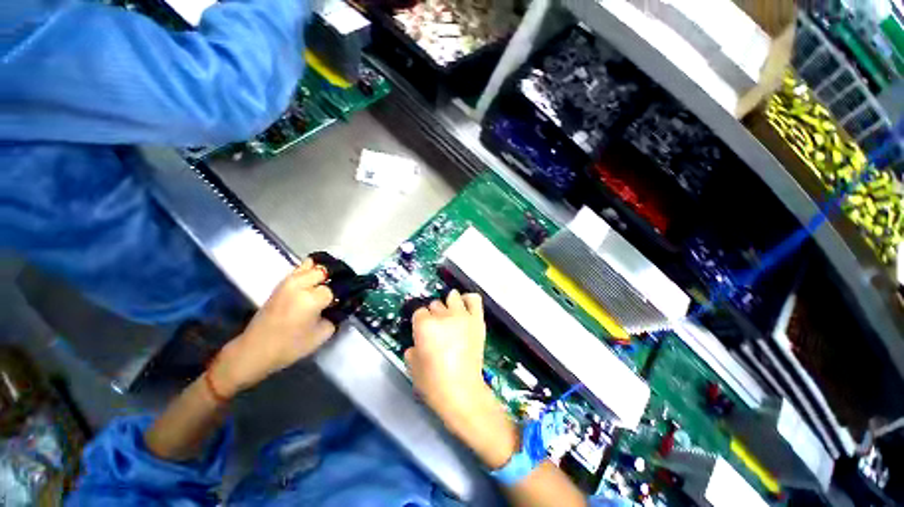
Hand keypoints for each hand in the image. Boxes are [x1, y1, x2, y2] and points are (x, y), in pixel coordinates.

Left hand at [211, 259, 335, 397]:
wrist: (255, 349)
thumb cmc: (290, 346)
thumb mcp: (323, 334)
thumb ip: (337, 315)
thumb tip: (346, 303)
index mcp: (311, 298)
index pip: (337, 287)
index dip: (347, 291)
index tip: (355, 295)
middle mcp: (300, 284)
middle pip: (326, 270)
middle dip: (338, 276)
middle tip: (345, 285)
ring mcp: (288, 281)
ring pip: (313, 264)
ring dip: (325, 270)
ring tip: (333, 280)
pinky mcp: (281, 283)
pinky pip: (301, 268)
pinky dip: (313, 270)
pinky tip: (319, 281)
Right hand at [405, 290, 517, 468]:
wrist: (462, 391)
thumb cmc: (433, 382)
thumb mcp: (412, 366)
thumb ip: (413, 348)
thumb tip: (418, 343)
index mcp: (425, 325)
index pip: (419, 312)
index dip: (420, 323)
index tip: (422, 333)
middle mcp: (443, 315)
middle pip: (435, 304)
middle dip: (434, 315)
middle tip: (437, 330)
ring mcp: (462, 316)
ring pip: (452, 296)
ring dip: (449, 304)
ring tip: (450, 316)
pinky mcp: (477, 320)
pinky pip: (474, 300)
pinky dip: (468, 300)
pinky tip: (465, 306)